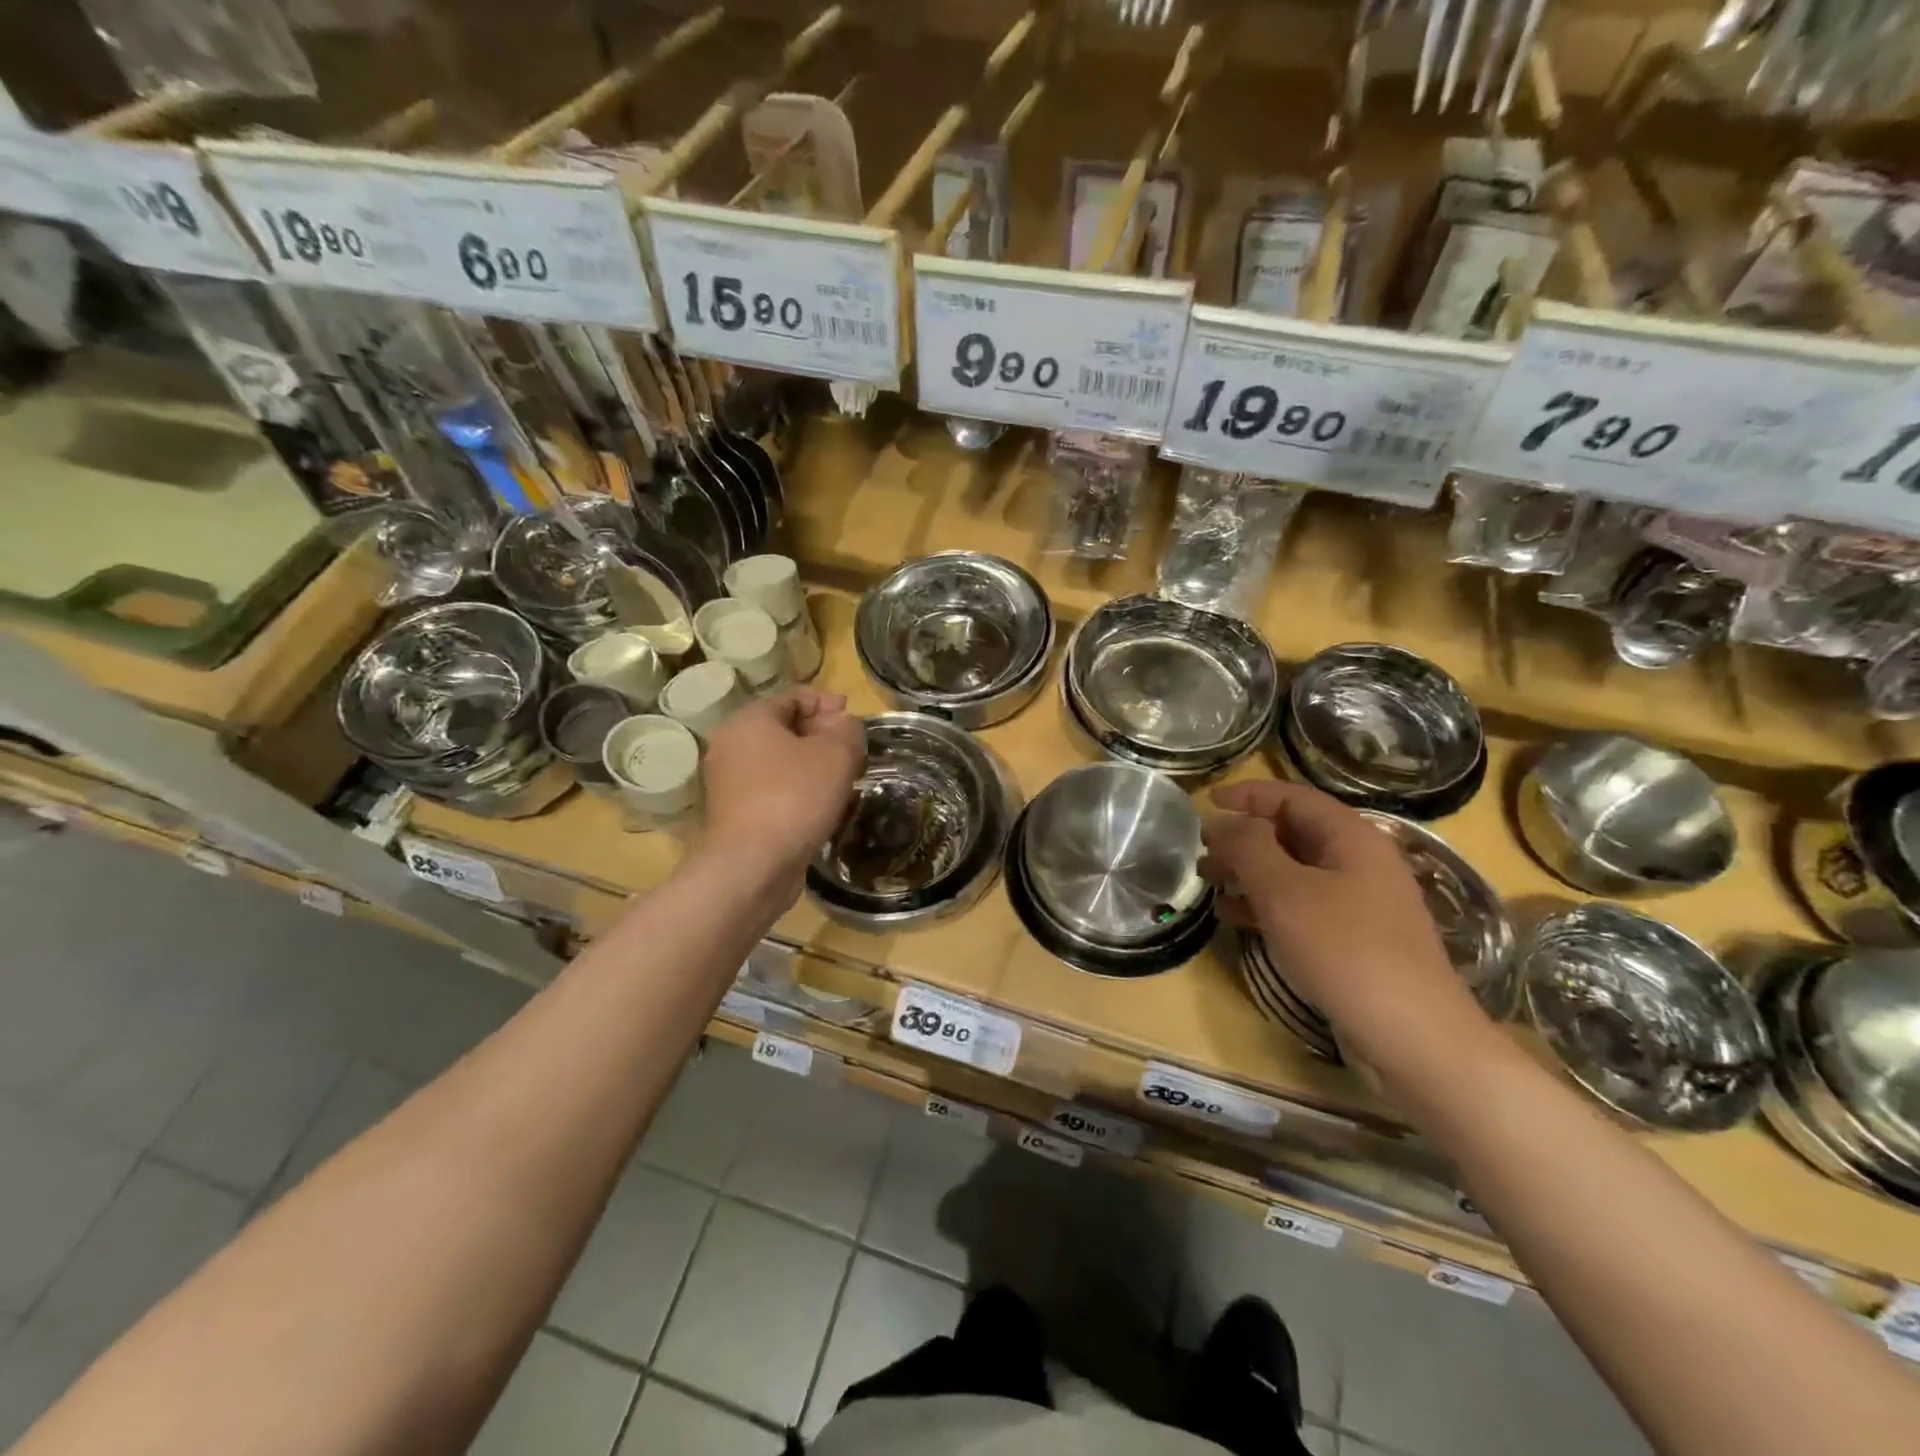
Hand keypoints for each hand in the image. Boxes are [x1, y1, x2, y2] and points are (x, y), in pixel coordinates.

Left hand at [702, 689, 865, 883]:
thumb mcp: (836, 754)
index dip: (827, 704)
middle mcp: (730, 745)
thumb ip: (846, 729)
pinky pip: (771, 789)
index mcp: (749, 720)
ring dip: (810, 765)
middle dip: (820, 735)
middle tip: (853, 751)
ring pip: (777, 761)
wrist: (752, 866)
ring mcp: (728, 782)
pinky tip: (819, 805)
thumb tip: (842, 723)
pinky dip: (795, 790)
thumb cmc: (794, 798)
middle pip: (783, 728)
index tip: (855, 720)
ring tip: (842, 779)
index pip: (793, 697)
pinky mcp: (734, 814)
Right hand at [1200, 780, 1484, 1061]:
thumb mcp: (1284, 891)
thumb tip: (1229, 824)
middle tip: (1201, 851)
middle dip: (1243, 838)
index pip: (1293, 797)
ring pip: (1293, 872)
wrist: (1413, 1037)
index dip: (1248, 794)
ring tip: (1209, 883)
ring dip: (1249, 872)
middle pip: (1292, 833)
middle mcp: (1359, 862)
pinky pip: (1302, 906)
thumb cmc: (1345, 950)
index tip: (1207, 801)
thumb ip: (1249, 847)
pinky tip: (1235, 919)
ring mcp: (1360, 903)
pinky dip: (1266, 905)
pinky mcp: (1354, 939)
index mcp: (1351, 837)